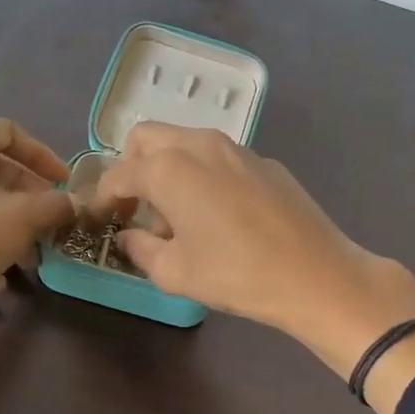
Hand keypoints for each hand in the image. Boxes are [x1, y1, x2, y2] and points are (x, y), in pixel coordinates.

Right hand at [91, 124, 414, 386]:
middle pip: (146, 138)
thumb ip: (139, 249)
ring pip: (184, 142)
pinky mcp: (264, 161)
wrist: (317, 275)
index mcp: (169, 168)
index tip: (98, 219)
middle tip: (136, 208)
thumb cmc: (236, 275)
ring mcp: (236, 148)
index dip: (101, 198)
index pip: (118, 175)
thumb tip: (128, 236)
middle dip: (131, 167)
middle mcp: (199, 145)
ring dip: (168, 169)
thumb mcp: (174, 273)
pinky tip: (220, 216)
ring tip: (179, 217)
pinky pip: (218, 157)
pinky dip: (202, 175)